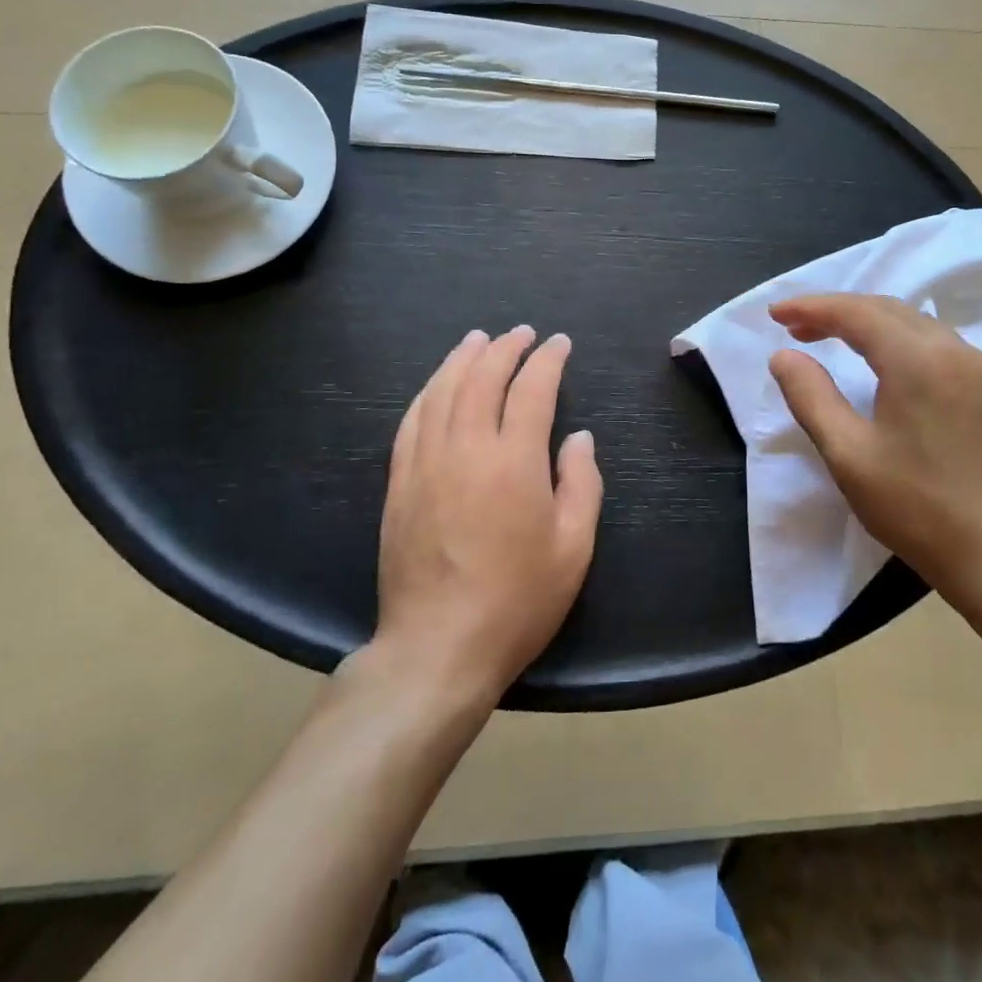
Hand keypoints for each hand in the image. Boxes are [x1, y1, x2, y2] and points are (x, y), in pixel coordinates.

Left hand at [371, 326, 602, 703]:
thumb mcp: (573, 547)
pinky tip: (437, 384)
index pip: (532, 389)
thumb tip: (578, 437)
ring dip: (463, 358)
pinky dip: (429, 391)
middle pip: (483, 378)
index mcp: (514, 460)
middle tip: (521, 333)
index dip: (547, 359)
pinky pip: (412, 420)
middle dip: (505, 347)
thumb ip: (581, 483)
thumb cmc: (517, 600)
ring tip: (478, 339)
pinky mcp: (400, 483)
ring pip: (442, 390)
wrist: (438, 648)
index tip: (559, 343)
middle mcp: (467, 448)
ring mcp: (426, 463)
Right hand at [766, 294, 981, 614]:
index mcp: (919, 359)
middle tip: (795, 327)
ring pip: (916, 326)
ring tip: (832, 340)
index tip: (774, 313)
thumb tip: (783, 355)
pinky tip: (885, 365)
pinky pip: (939, 346)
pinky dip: (900, 342)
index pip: (856, 312)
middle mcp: (956, 350)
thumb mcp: (849, 455)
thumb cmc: (921, 509)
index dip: (811, 307)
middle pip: (887, 310)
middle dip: (837, 312)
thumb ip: (811, 397)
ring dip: (869, 325)